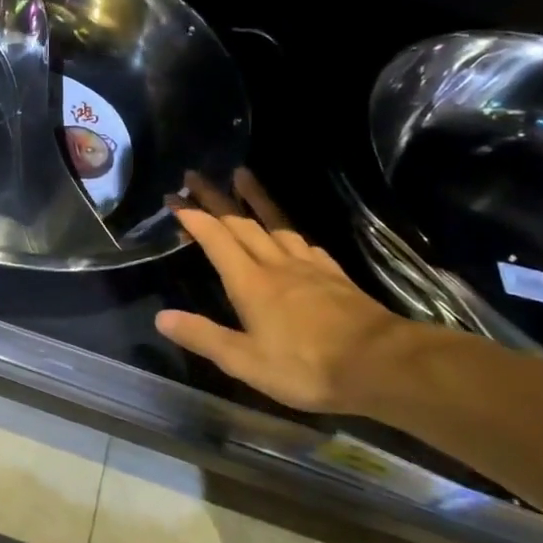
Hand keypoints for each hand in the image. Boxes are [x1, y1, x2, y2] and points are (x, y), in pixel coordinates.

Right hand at [156, 170, 401, 413]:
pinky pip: (305, 242)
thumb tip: (161, 317)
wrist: (381, 364)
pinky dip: (290, 229)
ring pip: (275, 223)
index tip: (173, 198)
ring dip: (255, 198)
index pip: (215, 239)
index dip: (193, 217)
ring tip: (242, 175)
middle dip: (215, 198)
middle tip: (195, 175)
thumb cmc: (307, 367)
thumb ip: (203, 336)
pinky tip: (292, 233)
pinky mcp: (334, 276)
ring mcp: (308, 267)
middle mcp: (276, 265)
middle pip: (241, 222)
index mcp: (250, 283)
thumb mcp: (245, 361)